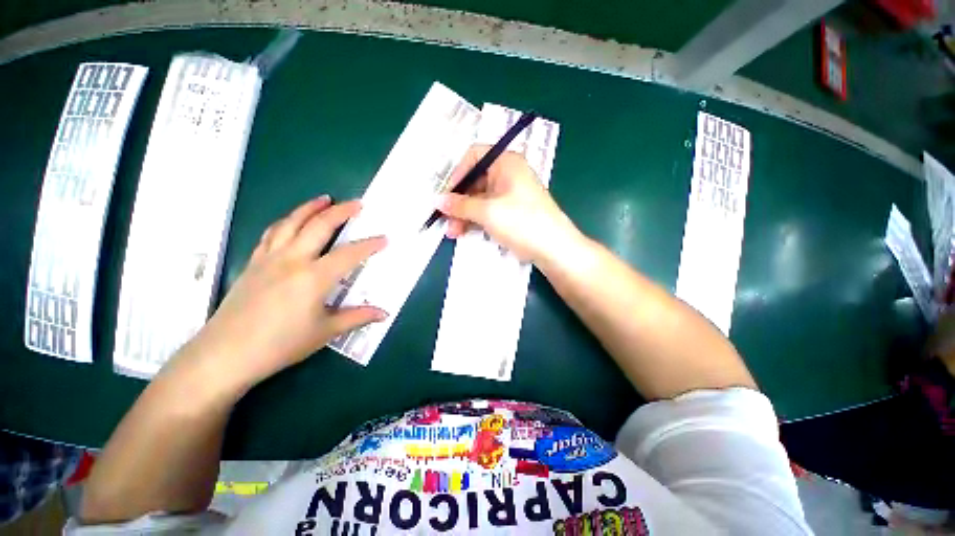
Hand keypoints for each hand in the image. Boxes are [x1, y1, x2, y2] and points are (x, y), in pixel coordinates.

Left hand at [164, 196, 386, 396]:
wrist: (226, 355)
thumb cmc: (280, 344)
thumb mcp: (324, 332)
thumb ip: (357, 317)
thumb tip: (383, 314)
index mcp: (314, 277)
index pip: (349, 254)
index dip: (369, 245)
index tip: (384, 238)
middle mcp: (292, 260)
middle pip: (319, 226)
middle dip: (341, 212)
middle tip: (357, 204)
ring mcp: (269, 258)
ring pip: (291, 222)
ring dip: (310, 208)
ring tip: (324, 198)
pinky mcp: (253, 263)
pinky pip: (271, 233)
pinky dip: (286, 222)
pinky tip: (292, 221)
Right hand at [438, 145, 579, 262]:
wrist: (553, 248)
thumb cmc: (521, 221)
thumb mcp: (487, 212)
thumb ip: (460, 205)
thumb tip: (437, 200)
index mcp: (506, 162)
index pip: (474, 157)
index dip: (457, 174)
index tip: (446, 194)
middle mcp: (509, 174)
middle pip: (475, 181)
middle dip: (459, 202)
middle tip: (446, 220)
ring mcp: (511, 194)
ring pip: (480, 199)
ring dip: (465, 214)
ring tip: (453, 232)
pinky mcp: (513, 212)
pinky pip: (489, 211)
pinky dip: (476, 220)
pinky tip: (465, 232)